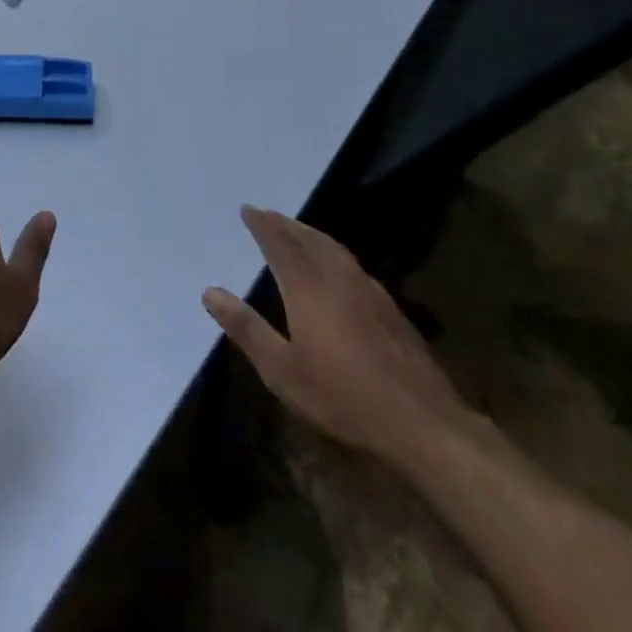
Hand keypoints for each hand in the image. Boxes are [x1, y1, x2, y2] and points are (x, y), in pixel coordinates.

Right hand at [203, 206, 470, 458]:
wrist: (421, 422)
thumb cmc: (342, 396)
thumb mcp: (282, 370)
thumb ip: (246, 328)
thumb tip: (210, 292)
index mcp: (307, 287)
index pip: (280, 243)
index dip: (263, 225)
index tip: (248, 209)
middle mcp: (338, 278)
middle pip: (309, 239)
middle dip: (286, 224)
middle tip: (269, 214)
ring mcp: (369, 291)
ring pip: (334, 249)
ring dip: (311, 235)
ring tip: (298, 232)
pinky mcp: (391, 309)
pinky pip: (353, 265)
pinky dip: (334, 254)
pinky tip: (337, 269)